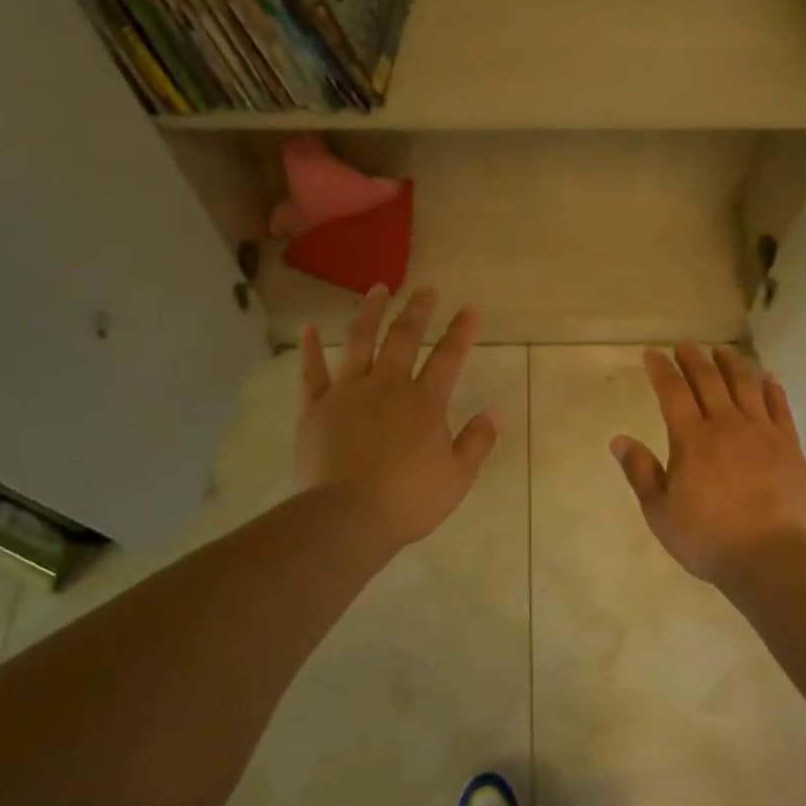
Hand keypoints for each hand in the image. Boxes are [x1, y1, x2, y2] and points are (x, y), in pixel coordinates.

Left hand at [297, 286, 500, 551]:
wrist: (347, 517)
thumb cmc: (408, 501)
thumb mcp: (457, 477)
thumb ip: (477, 442)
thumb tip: (496, 412)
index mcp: (425, 402)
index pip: (448, 357)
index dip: (461, 331)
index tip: (470, 308)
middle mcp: (387, 386)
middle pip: (404, 338)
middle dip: (418, 310)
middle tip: (425, 287)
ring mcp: (348, 393)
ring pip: (360, 342)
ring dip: (370, 312)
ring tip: (378, 289)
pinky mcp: (316, 407)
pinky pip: (312, 372)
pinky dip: (311, 348)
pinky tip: (309, 328)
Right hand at [612, 344, 805, 585]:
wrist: (770, 556)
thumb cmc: (707, 537)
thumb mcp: (660, 511)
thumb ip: (640, 471)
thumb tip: (618, 440)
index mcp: (691, 439)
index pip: (673, 392)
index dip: (661, 369)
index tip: (652, 354)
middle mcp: (727, 425)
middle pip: (709, 381)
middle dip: (694, 359)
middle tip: (685, 345)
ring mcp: (762, 432)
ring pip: (745, 385)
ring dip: (732, 364)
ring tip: (722, 352)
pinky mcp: (789, 445)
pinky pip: (779, 406)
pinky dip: (771, 387)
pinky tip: (767, 378)